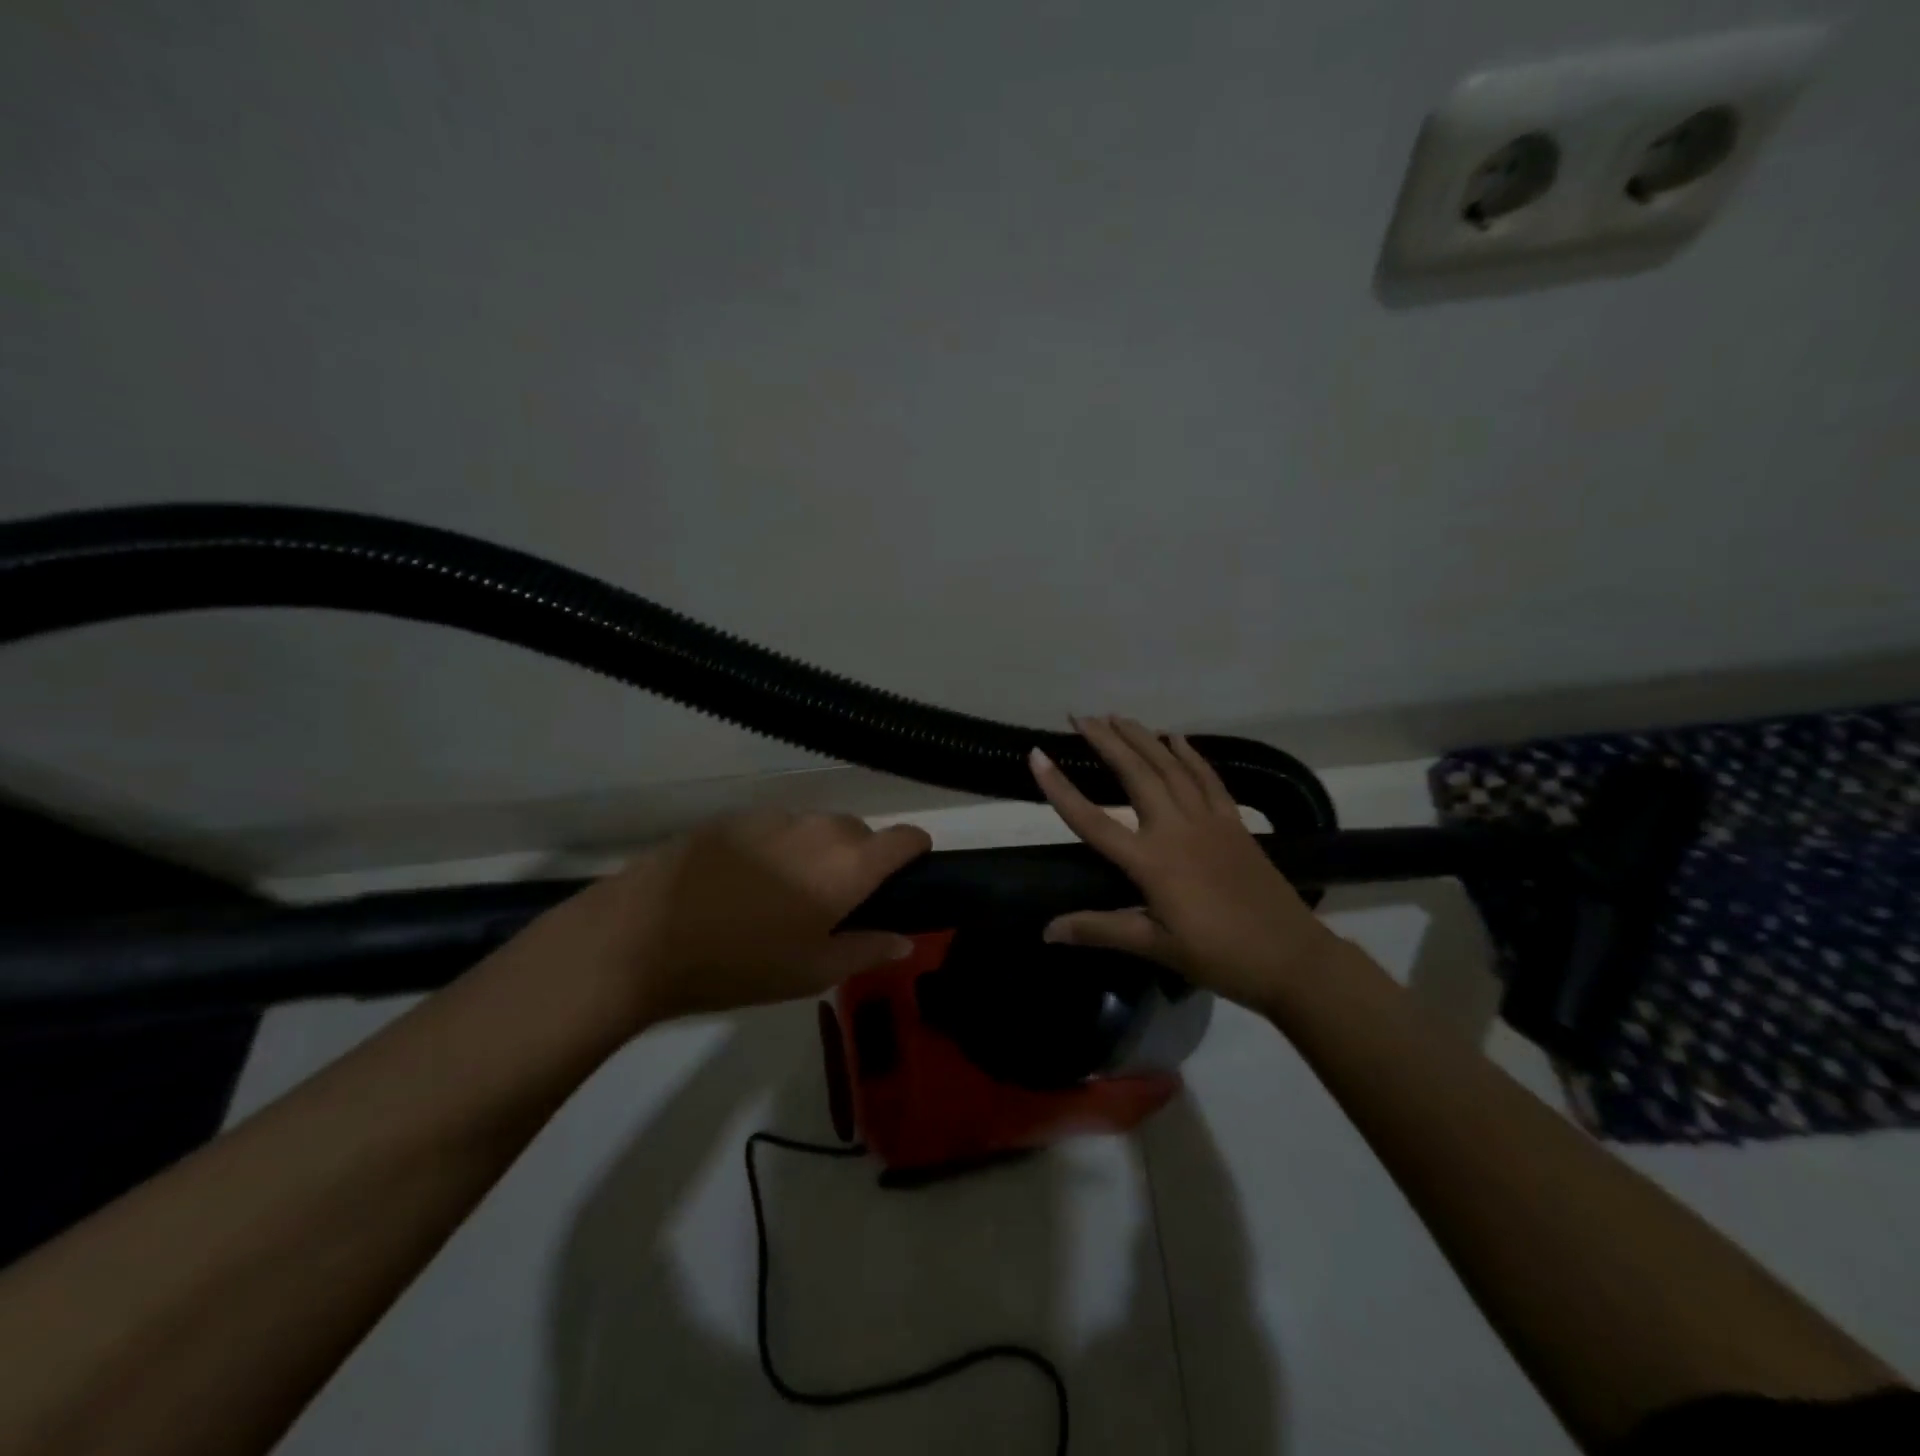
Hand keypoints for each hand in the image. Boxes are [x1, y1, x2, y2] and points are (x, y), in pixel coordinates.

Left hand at [557, 810, 931, 1028]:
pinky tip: (745, 883)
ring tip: (786, 895)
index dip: (916, 853)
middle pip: (861, 832)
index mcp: (850, 864)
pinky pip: (777, 827)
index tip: (907, 877)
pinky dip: (780, 847)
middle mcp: (820, 828)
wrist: (644, 933)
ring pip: (818, 827)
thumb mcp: (812, 972)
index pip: (906, 837)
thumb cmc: (741, 962)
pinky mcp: (735, 817)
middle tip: (836, 905)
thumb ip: (867, 950)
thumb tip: (906, 939)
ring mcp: (775, 817)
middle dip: (862, 859)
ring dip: (819, 852)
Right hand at [1030, 715, 1338, 1013]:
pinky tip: (1176, 738)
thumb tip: (1046, 931)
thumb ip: (1099, 929)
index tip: (1036, 756)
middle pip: (1135, 775)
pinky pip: (1208, 778)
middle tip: (1081, 717)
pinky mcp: (1234, 823)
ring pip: (1170, 768)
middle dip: (1106, 742)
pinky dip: (1190, 755)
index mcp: (1150, 861)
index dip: (1060, 788)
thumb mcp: (1154, 947)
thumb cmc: (1218, 956)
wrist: (1292, 957)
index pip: (1092, 820)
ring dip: (1142, 738)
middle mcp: (1176, 829)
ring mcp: (1209, 821)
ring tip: (1118, 717)